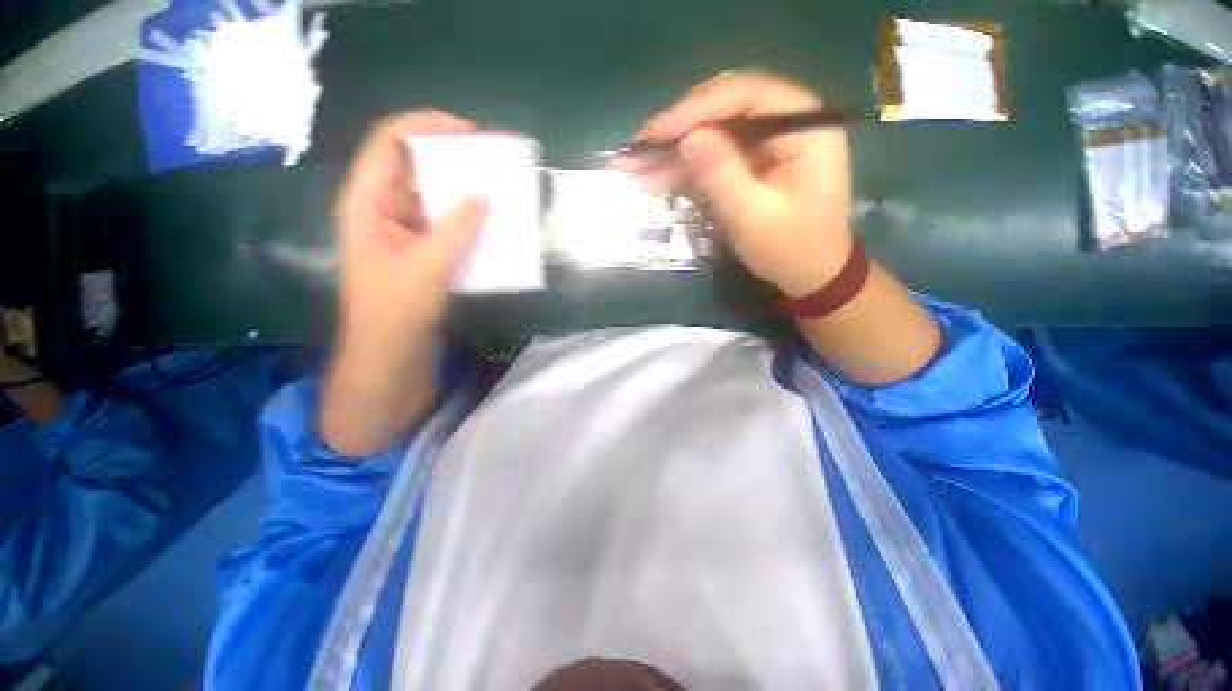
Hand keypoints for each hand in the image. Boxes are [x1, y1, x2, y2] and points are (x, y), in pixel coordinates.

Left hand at [333, 110, 488, 363]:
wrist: (390, 351)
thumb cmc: (397, 308)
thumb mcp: (429, 265)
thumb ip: (458, 228)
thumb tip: (485, 194)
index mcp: (368, 201)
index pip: (390, 141)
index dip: (427, 126)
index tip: (470, 134)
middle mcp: (382, 207)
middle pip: (413, 164)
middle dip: (451, 157)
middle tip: (490, 161)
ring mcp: (401, 228)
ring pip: (431, 194)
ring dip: (461, 189)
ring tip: (495, 189)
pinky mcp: (419, 248)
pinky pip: (442, 221)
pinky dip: (464, 217)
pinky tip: (488, 223)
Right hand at [616, 72, 852, 297]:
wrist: (811, 276)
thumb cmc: (791, 250)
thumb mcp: (754, 218)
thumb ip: (722, 176)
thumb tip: (687, 138)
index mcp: (806, 126)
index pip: (747, 95)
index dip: (697, 108)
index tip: (656, 132)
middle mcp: (789, 123)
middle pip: (727, 107)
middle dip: (681, 127)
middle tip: (641, 147)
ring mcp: (770, 143)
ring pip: (717, 132)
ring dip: (677, 149)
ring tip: (639, 167)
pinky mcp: (755, 163)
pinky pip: (716, 155)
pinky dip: (687, 167)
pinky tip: (658, 178)